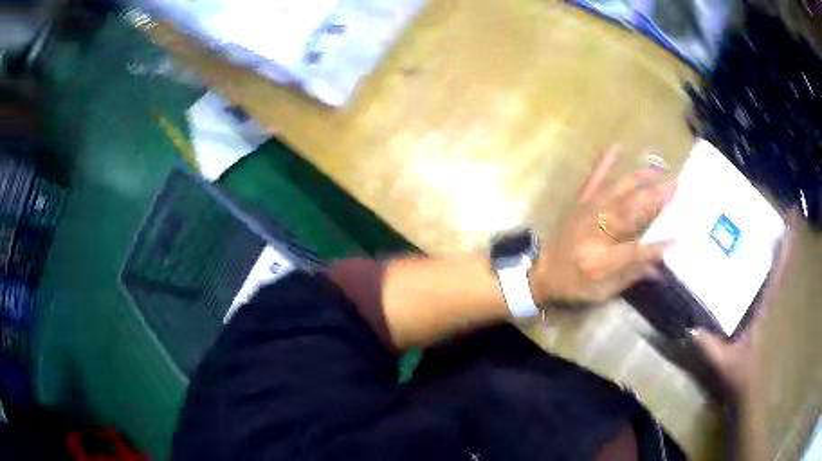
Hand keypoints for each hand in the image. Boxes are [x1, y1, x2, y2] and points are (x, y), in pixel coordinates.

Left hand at [529, 146, 676, 305]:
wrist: (540, 272)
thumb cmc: (572, 286)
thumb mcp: (601, 293)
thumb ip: (631, 278)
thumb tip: (660, 270)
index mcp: (600, 261)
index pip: (634, 251)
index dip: (657, 246)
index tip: (679, 238)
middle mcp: (594, 233)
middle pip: (629, 212)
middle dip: (654, 198)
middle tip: (675, 186)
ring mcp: (586, 213)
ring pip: (616, 192)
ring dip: (639, 178)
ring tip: (659, 169)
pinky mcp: (579, 203)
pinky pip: (592, 180)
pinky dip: (604, 163)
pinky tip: (616, 147)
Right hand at [690, 210, 797, 396]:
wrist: (747, 392)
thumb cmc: (739, 376)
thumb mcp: (722, 362)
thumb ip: (708, 346)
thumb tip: (690, 327)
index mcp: (764, 307)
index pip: (779, 272)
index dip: (786, 246)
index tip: (792, 217)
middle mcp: (769, 301)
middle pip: (782, 266)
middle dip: (788, 239)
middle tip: (788, 212)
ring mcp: (767, 307)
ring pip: (779, 273)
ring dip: (782, 251)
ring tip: (779, 225)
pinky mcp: (761, 314)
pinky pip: (770, 284)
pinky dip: (774, 268)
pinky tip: (766, 258)